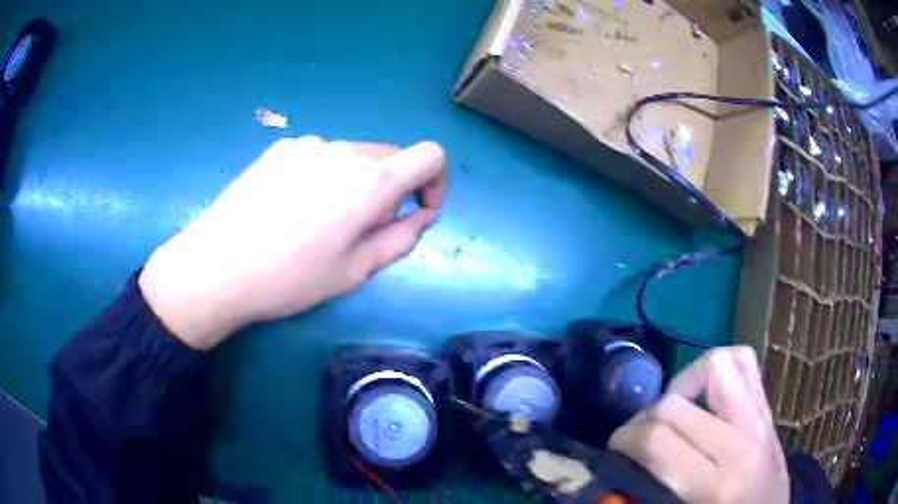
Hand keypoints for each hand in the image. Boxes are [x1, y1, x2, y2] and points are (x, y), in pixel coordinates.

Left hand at [139, 136, 446, 349]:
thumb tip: (422, 215)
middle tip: (363, 229)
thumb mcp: (356, 271)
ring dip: (355, 183)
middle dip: (392, 190)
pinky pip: (319, 156)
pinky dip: (324, 176)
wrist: (217, 266)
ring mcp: (308, 144)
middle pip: (390, 157)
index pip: (430, 156)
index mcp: (370, 181)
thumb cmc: (290, 278)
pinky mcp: (280, 148)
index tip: (417, 211)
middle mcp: (344, 150)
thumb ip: (402, 238)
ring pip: (353, 157)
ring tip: (321, 221)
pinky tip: (292, 207)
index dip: (436, 182)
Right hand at [609, 346, 788, 502]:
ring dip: (682, 385)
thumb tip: (615, 474)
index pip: (657, 440)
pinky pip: (743, 361)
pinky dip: (717, 369)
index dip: (624, 441)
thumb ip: (650, 497)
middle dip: (641, 420)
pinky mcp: (768, 408)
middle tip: (635, 443)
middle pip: (675, 403)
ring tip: (673, 414)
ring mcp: (761, 417)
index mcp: (717, 484)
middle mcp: (742, 441)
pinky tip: (705, 398)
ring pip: (714, 364)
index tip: (614, 454)